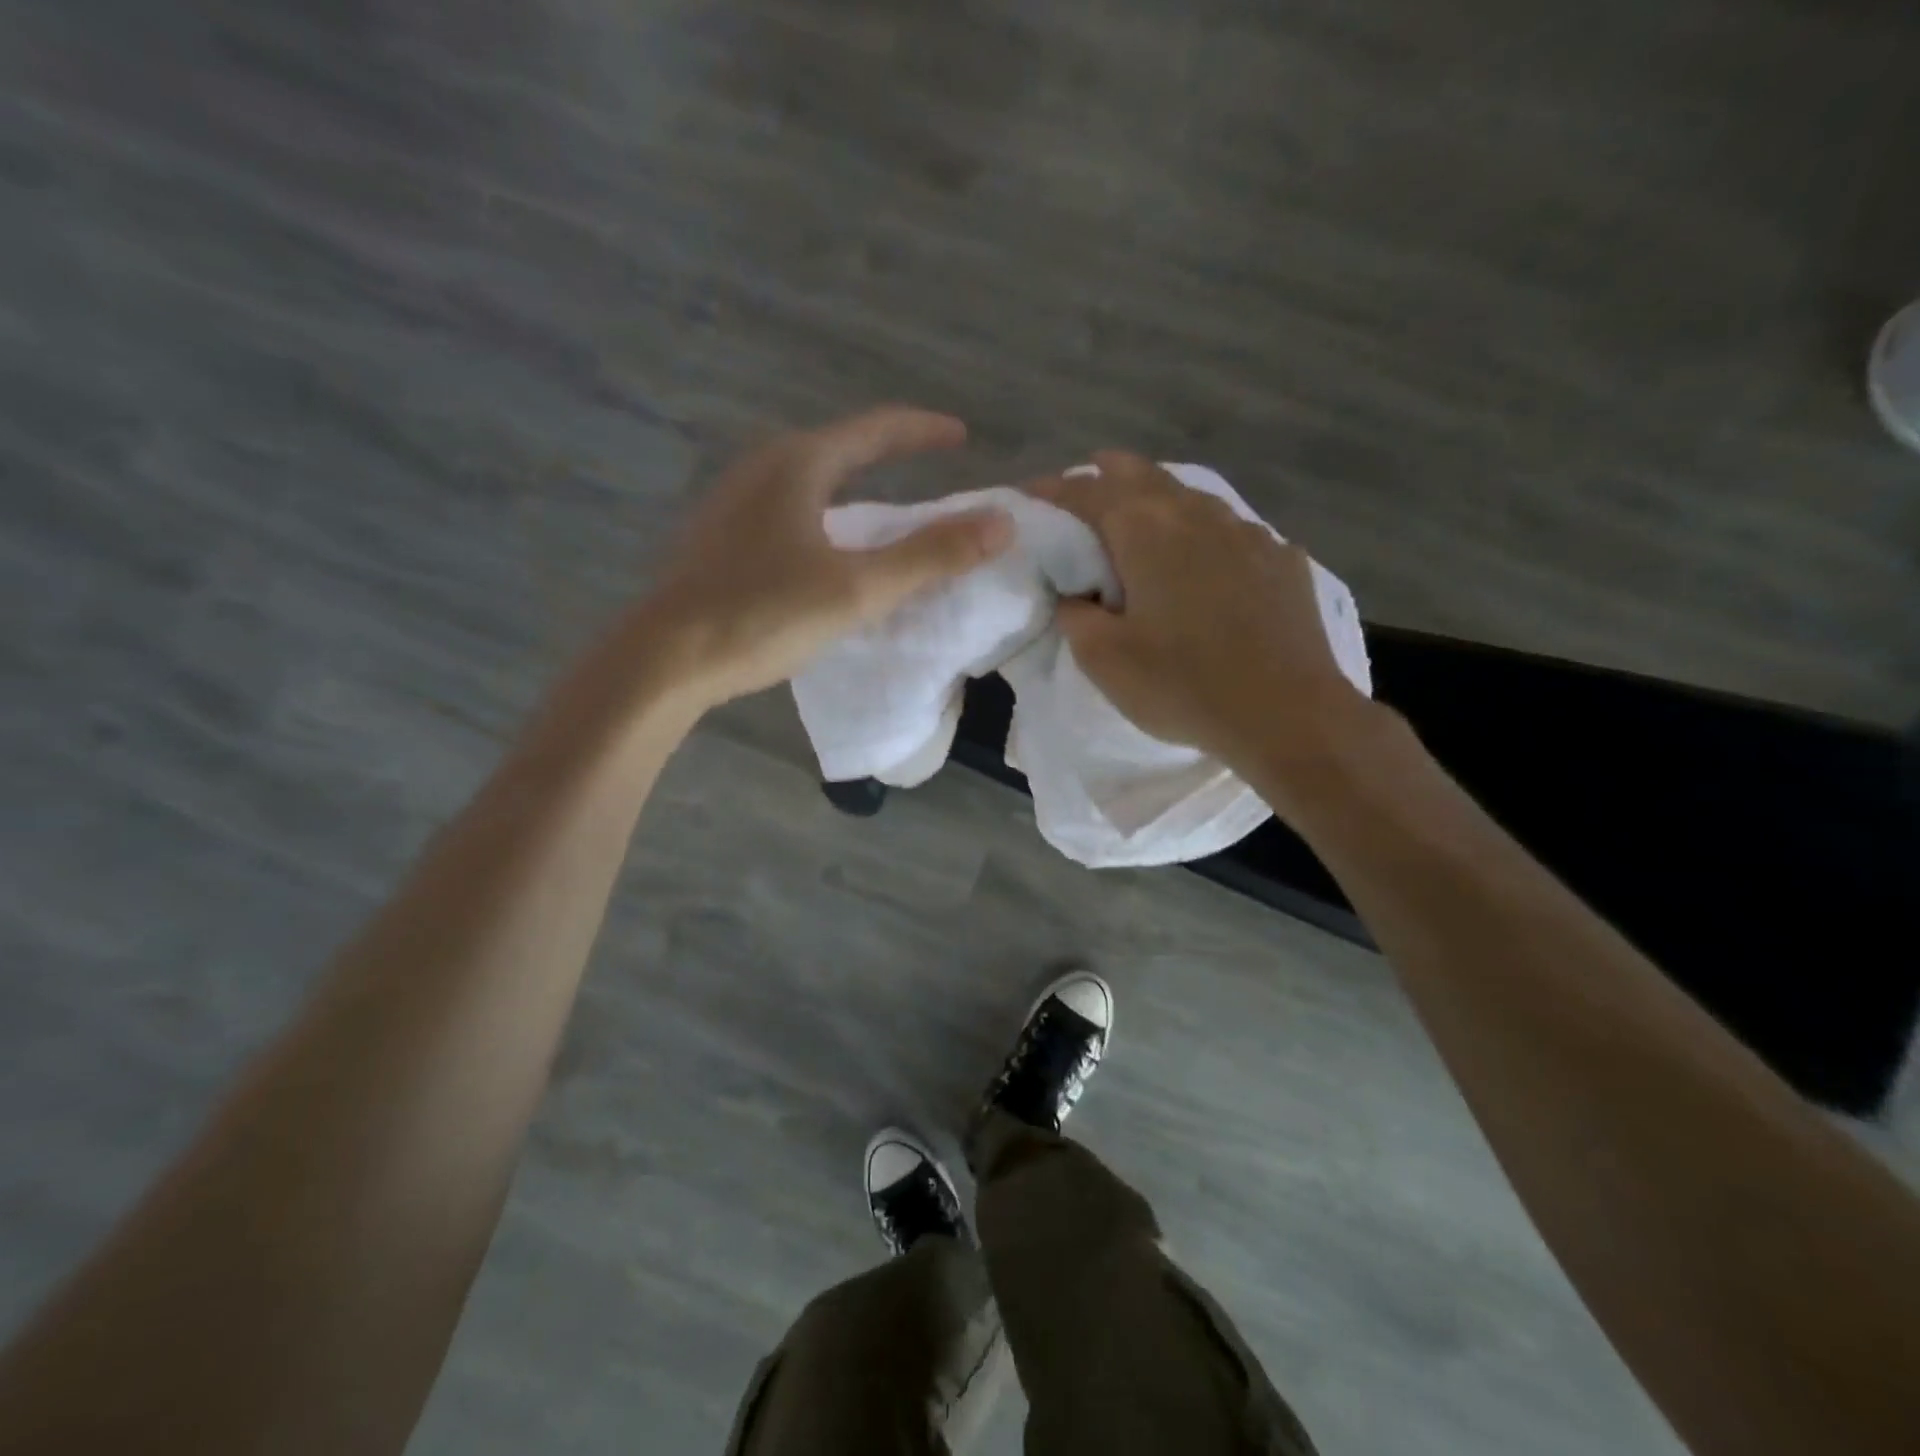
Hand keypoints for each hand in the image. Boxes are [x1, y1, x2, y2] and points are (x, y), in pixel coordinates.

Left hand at [644, 407, 1012, 709]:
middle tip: (928, 468)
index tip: (962, 435)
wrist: (663, 660)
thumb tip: (1001, 523)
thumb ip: (929, 556)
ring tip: (884, 507)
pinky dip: (823, 515)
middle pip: (839, 448)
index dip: (924, 430)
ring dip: (852, 486)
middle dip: (888, 453)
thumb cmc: (761, 615)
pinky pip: (787, 510)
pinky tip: (825, 548)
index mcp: (797, 465)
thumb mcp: (857, 588)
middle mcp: (761, 469)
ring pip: (809, 480)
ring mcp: (733, 503)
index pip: (875, 429)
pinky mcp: (718, 538)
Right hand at [1029, 452, 1372, 771]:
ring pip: (1192, 497)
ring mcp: (1248, 533)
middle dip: (1107, 474)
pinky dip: (1204, 533)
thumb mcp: (1103, 659)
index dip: (1053, 490)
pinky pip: (1232, 531)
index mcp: (1146, 531)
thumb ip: (1075, 616)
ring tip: (1142, 518)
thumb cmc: (1182, 685)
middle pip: (1143, 475)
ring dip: (1159, 499)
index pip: (1088, 492)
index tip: (1031, 495)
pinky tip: (1207, 559)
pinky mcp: (1282, 560)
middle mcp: (1197, 515)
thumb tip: (1075, 594)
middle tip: (1085, 484)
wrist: (1287, 714)